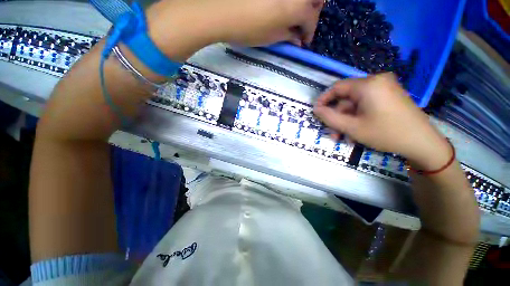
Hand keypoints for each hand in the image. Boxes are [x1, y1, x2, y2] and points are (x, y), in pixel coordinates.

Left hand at [211, 0, 323, 45]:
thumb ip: (288, 36)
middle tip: (303, 23)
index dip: (309, 32)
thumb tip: (298, 39)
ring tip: (293, 14)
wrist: (221, 10)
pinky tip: (281, 7)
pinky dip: (289, 1)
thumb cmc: (249, 28)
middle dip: (313, 11)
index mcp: (297, 6)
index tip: (304, 41)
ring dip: (303, 3)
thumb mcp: (272, 37)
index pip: (311, 18)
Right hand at [313, 73, 450, 167]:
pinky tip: (355, 133)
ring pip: (355, 105)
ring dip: (346, 121)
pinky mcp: (389, 97)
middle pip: (346, 98)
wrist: (423, 143)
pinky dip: (357, 118)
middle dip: (337, 117)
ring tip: (343, 138)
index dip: (324, 99)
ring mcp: (384, 89)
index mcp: (368, 85)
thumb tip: (315, 109)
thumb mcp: (352, 127)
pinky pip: (366, 106)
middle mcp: (376, 81)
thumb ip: (330, 117)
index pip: (337, 87)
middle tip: (332, 133)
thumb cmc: (386, 133)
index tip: (316, 112)